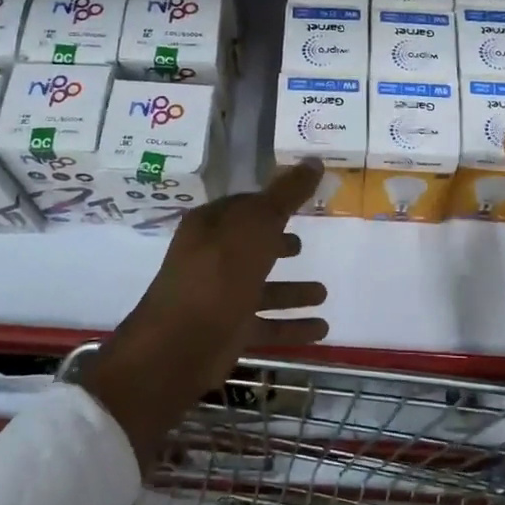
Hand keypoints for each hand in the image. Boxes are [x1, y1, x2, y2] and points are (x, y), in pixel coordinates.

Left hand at [82, 162, 327, 464]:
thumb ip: (287, 195)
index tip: (299, 202)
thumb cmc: (219, 272)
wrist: (181, 344)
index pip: (243, 206)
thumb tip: (314, 160)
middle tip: (304, 246)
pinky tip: (322, 329)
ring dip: (291, 291)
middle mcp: (211, 258)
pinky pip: (267, 325)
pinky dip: (293, 326)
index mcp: (210, 225)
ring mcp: (219, 297)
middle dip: (277, 246)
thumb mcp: (257, 224)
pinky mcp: (229, 332)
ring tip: (323, 293)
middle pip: (250, 247)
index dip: (270, 203)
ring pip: (262, 289)